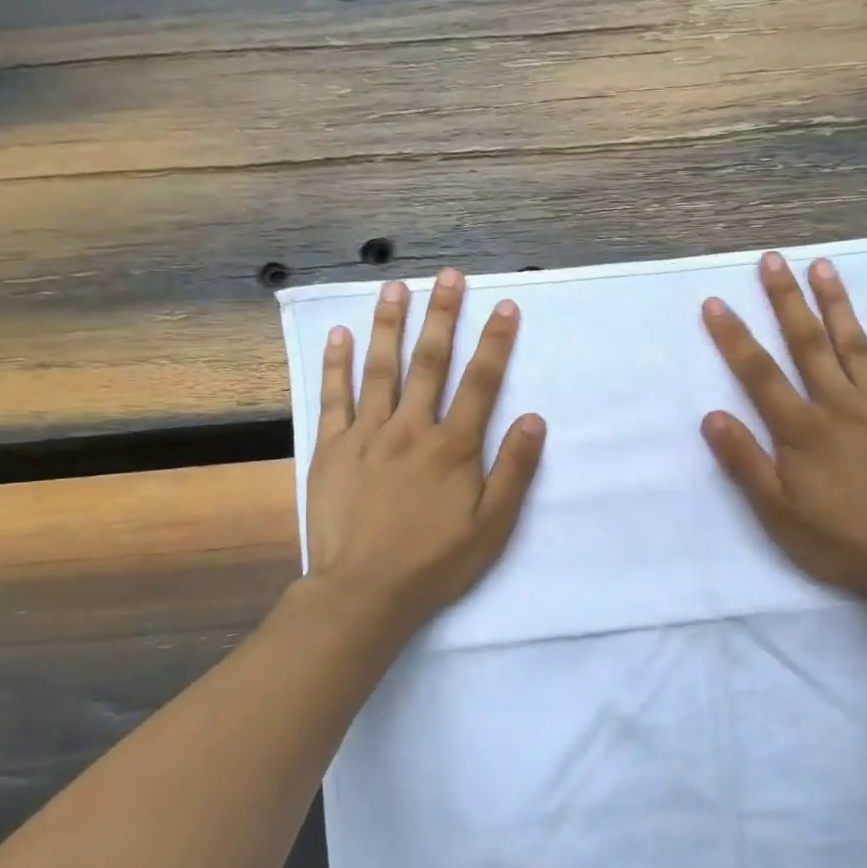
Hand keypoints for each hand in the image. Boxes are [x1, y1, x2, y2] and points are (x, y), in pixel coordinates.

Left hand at [305, 269, 545, 637]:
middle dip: (443, 315)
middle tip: (449, 275)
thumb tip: (534, 418)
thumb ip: (514, 470)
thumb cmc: (436, 562)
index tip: (505, 306)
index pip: (481, 382)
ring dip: (390, 324)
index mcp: (453, 447)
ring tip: (395, 287)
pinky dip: (337, 364)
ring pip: (380, 369)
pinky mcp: (331, 449)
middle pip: (430, 362)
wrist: (365, 592)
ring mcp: (366, 435)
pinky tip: (340, 335)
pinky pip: (333, 398)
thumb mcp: (492, 525)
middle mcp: (411, 429)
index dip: (495, 342)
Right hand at [701, 252, 866, 612]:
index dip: (733, 337)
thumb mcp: (778, 514)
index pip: (758, 373)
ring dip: (834, 301)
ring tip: (820, 265)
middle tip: (771, 259)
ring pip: (852, 341)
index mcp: (801, 430)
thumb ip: (745, 463)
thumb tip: (712, 417)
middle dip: (785, 299)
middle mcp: (838, 404)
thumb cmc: (840, 540)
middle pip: (806, 343)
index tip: (715, 302)